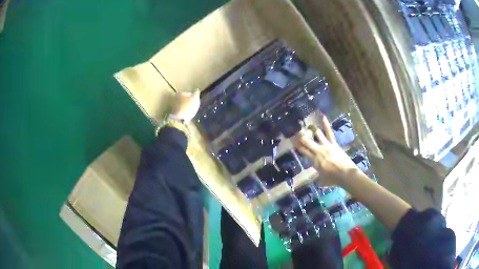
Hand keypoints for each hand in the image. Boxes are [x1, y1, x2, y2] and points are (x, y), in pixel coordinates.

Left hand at [170, 90, 200, 122]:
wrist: (179, 119)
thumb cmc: (188, 107)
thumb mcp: (195, 98)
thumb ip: (196, 93)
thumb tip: (196, 90)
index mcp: (179, 93)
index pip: (188, 93)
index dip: (193, 97)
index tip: (195, 102)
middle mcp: (174, 98)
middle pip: (184, 100)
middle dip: (188, 103)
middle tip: (193, 107)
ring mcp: (173, 106)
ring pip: (182, 106)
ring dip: (186, 108)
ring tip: (190, 113)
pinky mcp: (173, 114)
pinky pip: (180, 112)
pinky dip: (183, 113)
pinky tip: (186, 116)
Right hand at [292, 116, 359, 185]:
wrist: (346, 174)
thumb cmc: (333, 179)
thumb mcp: (321, 179)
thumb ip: (317, 174)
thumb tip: (315, 174)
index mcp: (314, 161)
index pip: (302, 151)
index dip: (296, 145)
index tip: (291, 140)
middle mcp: (318, 151)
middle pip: (306, 141)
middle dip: (300, 136)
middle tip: (295, 131)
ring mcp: (326, 146)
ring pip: (317, 134)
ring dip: (311, 129)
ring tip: (307, 125)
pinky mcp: (334, 144)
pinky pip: (329, 133)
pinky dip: (326, 125)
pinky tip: (323, 117)